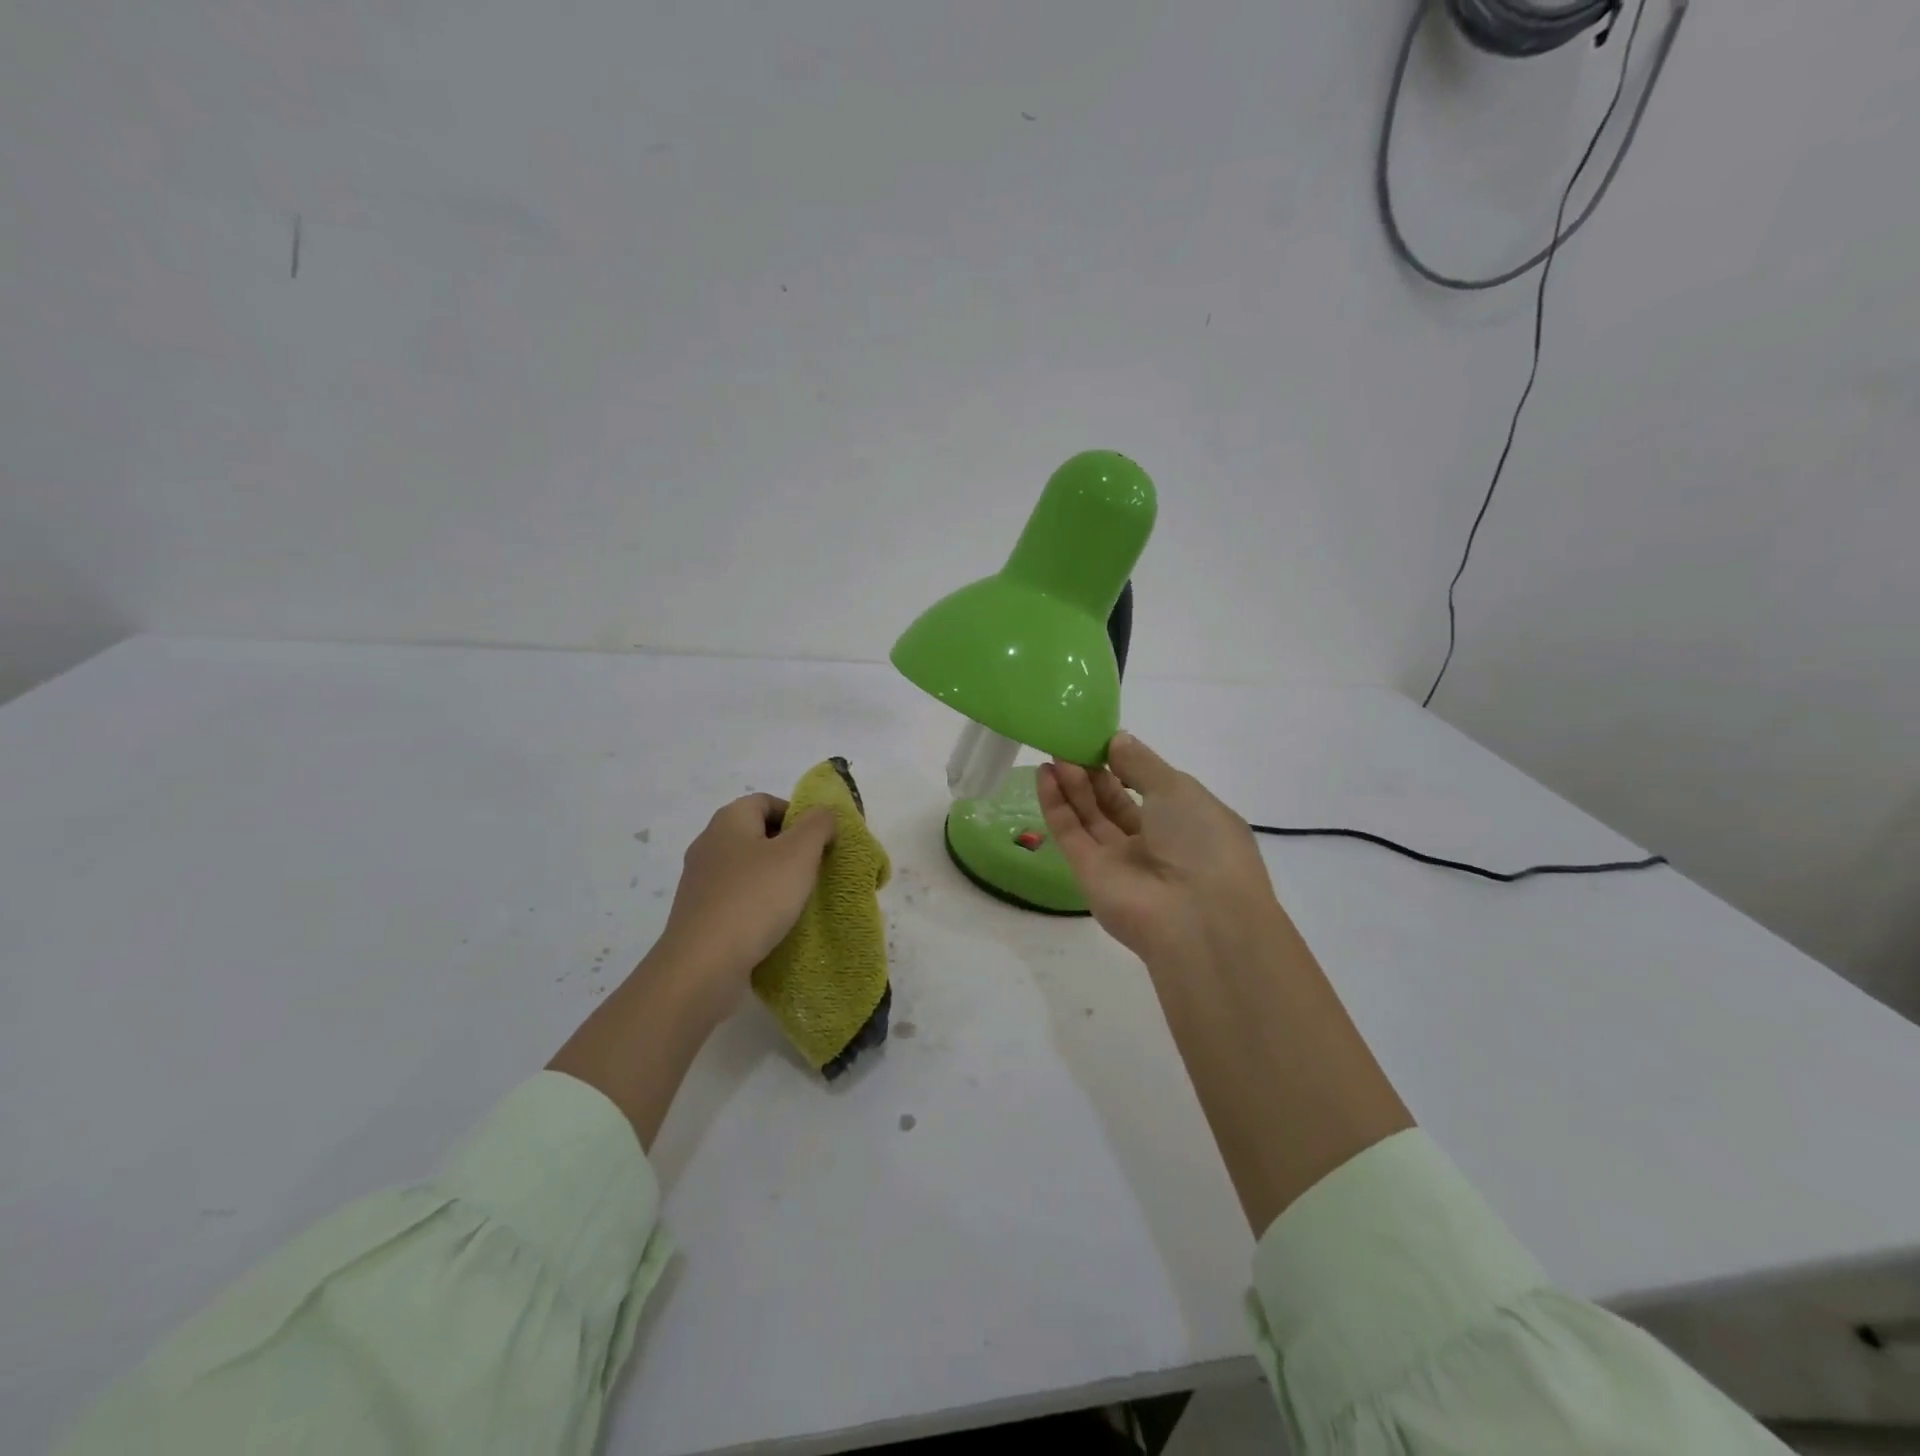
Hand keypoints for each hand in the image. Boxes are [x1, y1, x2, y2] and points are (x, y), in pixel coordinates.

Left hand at [656, 793, 837, 1015]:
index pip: (767, 801)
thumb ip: (818, 825)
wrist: (703, 965)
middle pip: (757, 835)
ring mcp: (700, 882)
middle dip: (789, 849)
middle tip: (815, 870)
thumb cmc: (755, 898)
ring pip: (747, 869)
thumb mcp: (799, 853)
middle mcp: (709, 844)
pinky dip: (757, 906)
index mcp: (728, 820)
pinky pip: (736, 900)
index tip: (820, 841)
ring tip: (799, 901)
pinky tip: (774, 925)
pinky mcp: (699, 915)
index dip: (797, 815)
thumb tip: (823, 813)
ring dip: (774, 880)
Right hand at [1038, 733, 1279, 966]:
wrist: (1196, 918)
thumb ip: (1141, 763)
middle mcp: (1153, 841)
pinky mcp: (1089, 874)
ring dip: (1072, 783)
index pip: (1150, 787)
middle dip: (1093, 770)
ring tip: (1053, 752)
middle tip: (1069, 741)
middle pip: (1115, 801)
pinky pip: (1070, 833)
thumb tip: (1116, 739)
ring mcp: (1119, 860)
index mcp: (1186, 821)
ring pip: (1090, 815)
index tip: (1100, 738)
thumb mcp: (1178, 789)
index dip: (1125, 762)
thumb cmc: (1201, 842)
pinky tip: (1045, 775)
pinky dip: (1056, 805)